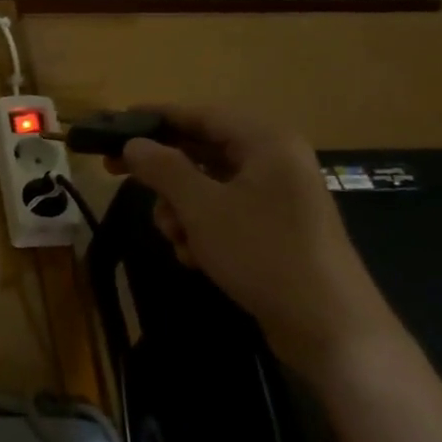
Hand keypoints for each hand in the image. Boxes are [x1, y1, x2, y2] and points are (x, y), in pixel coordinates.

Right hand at [113, 105, 441, 441]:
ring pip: (208, 187)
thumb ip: (163, 169)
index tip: (116, 125)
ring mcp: (276, 198)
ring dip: (180, 209)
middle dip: (164, 173)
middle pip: (202, 151)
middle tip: (115, 175)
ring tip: (175, 237)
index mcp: (266, 143)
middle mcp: (274, 162)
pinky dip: (202, 231)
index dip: (156, 118)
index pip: (201, 114)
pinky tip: (195, 257)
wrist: (327, 326)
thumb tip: (133, 144)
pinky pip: (224, 215)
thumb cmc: (262, 252)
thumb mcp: (201, 207)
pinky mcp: (274, 231)